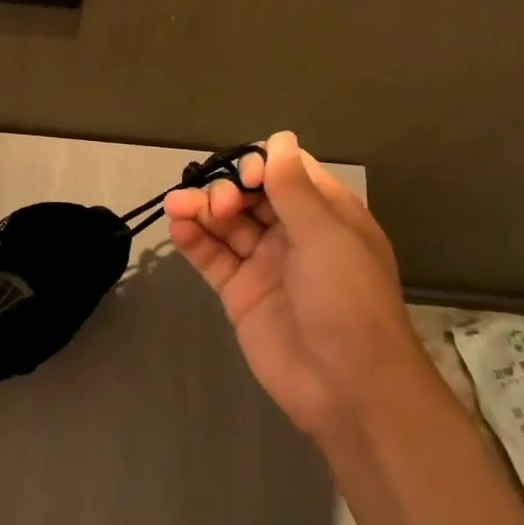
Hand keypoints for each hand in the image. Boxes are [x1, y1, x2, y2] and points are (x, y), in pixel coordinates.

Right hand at [164, 131, 430, 445]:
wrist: (345, 385)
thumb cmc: (347, 300)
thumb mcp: (327, 235)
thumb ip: (294, 188)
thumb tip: (279, 139)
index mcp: (326, 214)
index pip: (287, 172)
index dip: (261, 165)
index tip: (245, 176)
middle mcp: (294, 234)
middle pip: (250, 195)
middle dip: (227, 189)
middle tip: (217, 205)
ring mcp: (264, 263)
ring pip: (226, 224)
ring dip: (201, 209)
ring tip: (176, 206)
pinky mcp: (239, 292)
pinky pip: (212, 257)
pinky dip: (193, 240)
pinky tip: (177, 228)